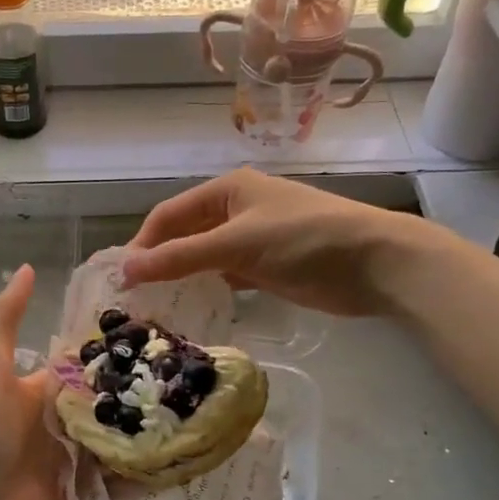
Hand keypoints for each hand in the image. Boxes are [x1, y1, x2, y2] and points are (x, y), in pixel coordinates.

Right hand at [123, 168, 423, 316]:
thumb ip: (180, 257)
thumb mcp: (236, 244)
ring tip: (154, 307)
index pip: (169, 214)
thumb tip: (127, 270)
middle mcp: (235, 210)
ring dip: (181, 278)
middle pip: (183, 235)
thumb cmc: (304, 240)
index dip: (143, 243)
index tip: (122, 278)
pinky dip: (207, 290)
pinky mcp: (266, 268)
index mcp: (227, 190)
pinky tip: (191, 309)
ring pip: (203, 258)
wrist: (376, 263)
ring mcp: (252, 240)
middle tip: (133, 297)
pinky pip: (224, 276)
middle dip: (158, 262)